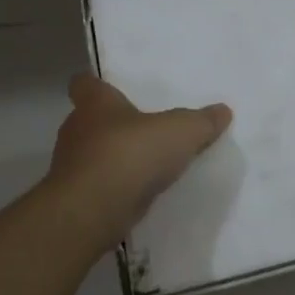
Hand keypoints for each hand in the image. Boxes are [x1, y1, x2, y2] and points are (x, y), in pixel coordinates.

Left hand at [49, 75, 232, 233]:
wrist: (93, 211)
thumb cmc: (131, 154)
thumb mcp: (181, 132)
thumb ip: (202, 121)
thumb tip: (223, 110)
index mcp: (95, 104)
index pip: (83, 83)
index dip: (96, 85)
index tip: (113, 90)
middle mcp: (76, 130)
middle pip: (90, 120)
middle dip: (113, 125)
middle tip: (143, 130)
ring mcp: (71, 166)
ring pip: (92, 155)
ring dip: (114, 159)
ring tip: (146, 165)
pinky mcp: (76, 198)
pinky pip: (97, 186)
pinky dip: (114, 188)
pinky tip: (138, 194)